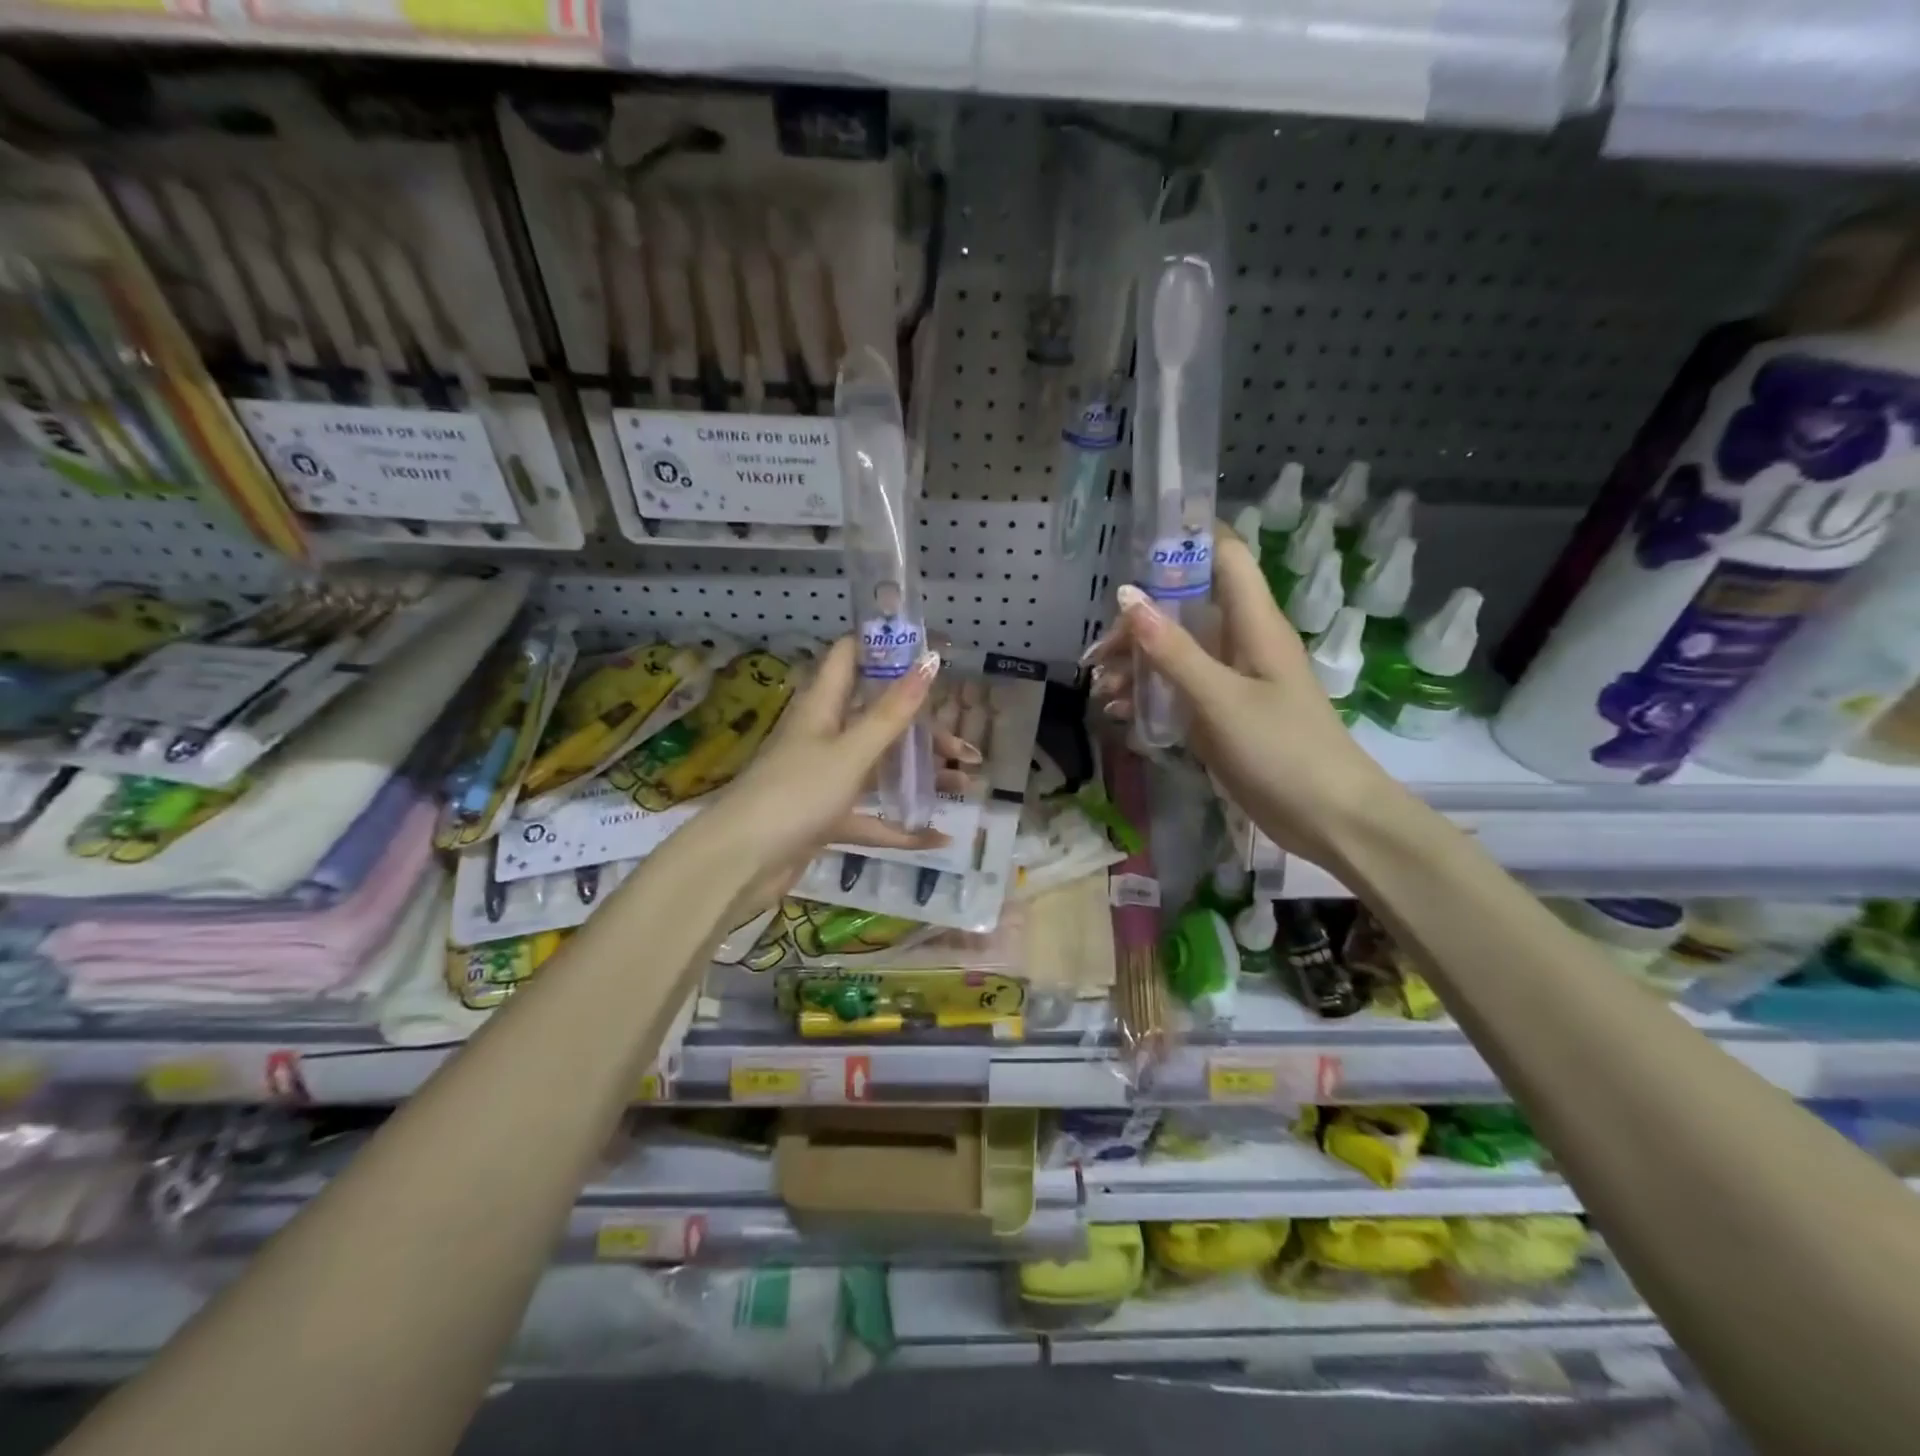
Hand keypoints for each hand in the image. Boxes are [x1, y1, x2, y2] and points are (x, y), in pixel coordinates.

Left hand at [702, 637, 954, 916]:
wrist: (740, 863)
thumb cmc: (796, 794)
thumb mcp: (851, 751)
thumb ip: (892, 712)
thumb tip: (930, 660)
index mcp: (822, 707)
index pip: (850, 657)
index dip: (885, 647)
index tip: (929, 652)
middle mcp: (823, 736)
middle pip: (878, 718)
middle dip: (923, 729)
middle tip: (964, 748)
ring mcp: (824, 779)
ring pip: (880, 767)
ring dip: (919, 775)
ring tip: (965, 785)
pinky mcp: (825, 817)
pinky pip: (871, 816)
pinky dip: (900, 827)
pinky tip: (936, 838)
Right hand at [1085, 528, 1397, 863]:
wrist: (1328, 818)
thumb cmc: (1283, 750)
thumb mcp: (1220, 699)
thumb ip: (1173, 650)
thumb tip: (1126, 597)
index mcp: (1254, 623)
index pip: (1223, 555)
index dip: (1184, 541)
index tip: (1133, 552)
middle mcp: (1242, 642)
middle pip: (1185, 608)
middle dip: (1138, 624)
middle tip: (1099, 656)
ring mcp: (1232, 679)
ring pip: (1177, 651)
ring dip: (1137, 665)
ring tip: (1101, 691)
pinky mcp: (1223, 712)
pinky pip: (1179, 689)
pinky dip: (1150, 695)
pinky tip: (1121, 714)